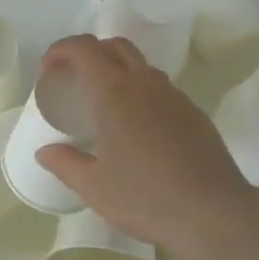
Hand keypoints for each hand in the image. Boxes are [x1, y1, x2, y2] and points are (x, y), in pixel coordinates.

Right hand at [34, 35, 254, 259]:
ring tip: (104, 104)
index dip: (61, 50)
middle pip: (115, 46)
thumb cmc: (146, 198)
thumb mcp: (94, 187)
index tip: (49, 69)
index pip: (84, 49)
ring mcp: (174, 95)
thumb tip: (44, 152)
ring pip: (140, 65)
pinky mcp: (193, 111)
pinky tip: (137, 127)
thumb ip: (65, 164)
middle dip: (90, 53)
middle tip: (73, 80)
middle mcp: (145, 82)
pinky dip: (140, 91)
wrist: (214, 213)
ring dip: (117, 70)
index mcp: (114, 92)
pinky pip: (160, 88)